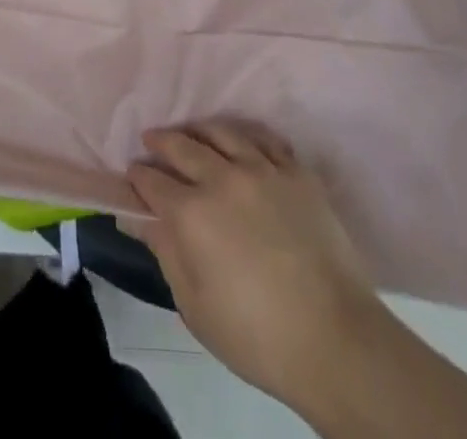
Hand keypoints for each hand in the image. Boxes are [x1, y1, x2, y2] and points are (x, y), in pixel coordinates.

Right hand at [123, 120, 389, 408]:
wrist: (333, 337)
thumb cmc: (256, 335)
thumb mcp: (195, 306)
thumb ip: (166, 253)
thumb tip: (139, 220)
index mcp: (192, 214)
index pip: (153, 182)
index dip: (138, 177)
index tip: (132, 174)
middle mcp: (222, 179)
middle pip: (183, 146)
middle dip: (161, 141)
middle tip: (151, 139)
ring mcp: (262, 169)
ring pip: (222, 132)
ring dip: (199, 129)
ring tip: (191, 131)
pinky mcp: (296, 171)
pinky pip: (265, 138)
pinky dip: (246, 134)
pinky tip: (240, 138)